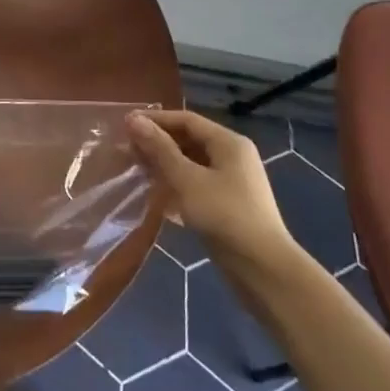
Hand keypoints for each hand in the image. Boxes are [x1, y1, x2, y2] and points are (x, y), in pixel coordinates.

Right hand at [128, 111, 295, 268]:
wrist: (264, 271)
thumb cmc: (224, 216)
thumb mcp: (187, 180)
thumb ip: (160, 149)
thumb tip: (133, 119)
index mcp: (228, 142)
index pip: (186, 120)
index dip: (155, 120)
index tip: (125, 126)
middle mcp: (233, 157)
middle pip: (189, 141)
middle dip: (158, 144)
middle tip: (127, 151)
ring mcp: (232, 183)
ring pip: (192, 165)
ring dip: (165, 167)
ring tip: (137, 172)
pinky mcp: (229, 207)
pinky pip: (197, 186)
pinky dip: (177, 187)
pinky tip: (157, 198)